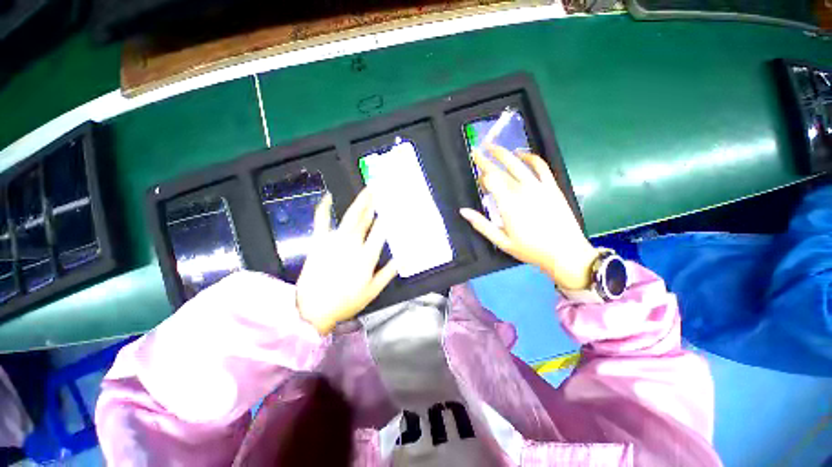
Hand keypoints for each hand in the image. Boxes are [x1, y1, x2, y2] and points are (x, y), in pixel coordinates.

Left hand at [296, 188, 397, 334]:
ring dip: (360, 202)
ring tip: (367, 190)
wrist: (312, 309)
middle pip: (366, 218)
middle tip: (381, 188)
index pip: (381, 231)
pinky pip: (321, 220)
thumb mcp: (372, 291)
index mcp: (366, 256)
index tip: (395, 205)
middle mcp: (352, 244)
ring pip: (350, 217)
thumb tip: (403, 259)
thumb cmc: (345, 301)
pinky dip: (324, 208)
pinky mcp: (318, 241)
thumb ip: (388, 273)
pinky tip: (328, 197)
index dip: (389, 216)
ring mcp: (334, 241)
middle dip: (374, 202)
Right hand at [459, 144, 597, 289]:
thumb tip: (463, 211)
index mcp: (507, 204)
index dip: (482, 175)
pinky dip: (530, 157)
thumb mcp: (501, 241)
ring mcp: (538, 186)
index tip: (476, 175)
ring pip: (517, 163)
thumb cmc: (530, 249)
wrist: (565, 252)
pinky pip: (540, 166)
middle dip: (486, 159)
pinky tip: (522, 153)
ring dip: (504, 153)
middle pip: (500, 170)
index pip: (490, 181)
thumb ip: (481, 224)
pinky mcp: (551, 186)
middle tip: (477, 150)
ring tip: (493, 146)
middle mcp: (521, 191)